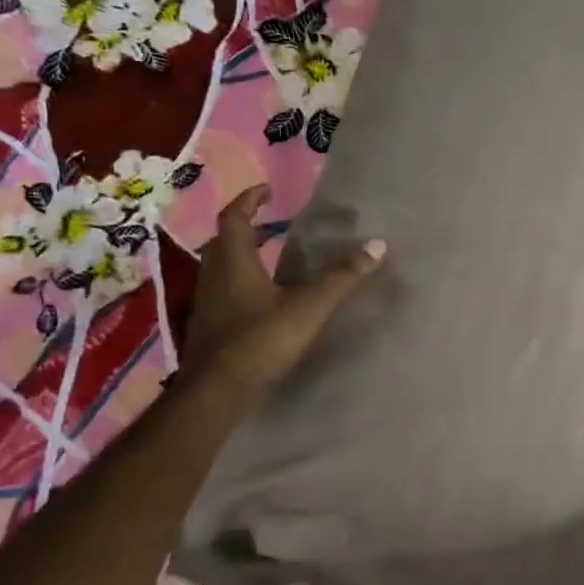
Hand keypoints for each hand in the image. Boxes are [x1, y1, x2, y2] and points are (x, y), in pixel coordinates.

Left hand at [185, 184, 383, 395]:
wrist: (216, 393)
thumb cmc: (259, 341)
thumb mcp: (308, 307)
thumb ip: (341, 277)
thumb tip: (377, 244)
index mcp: (234, 261)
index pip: (235, 217)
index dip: (250, 200)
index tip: (268, 191)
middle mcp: (214, 275)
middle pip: (224, 241)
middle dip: (247, 228)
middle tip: (274, 225)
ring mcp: (207, 302)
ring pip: (221, 267)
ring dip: (243, 256)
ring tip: (272, 258)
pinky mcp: (209, 326)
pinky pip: (223, 291)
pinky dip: (240, 282)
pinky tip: (263, 299)